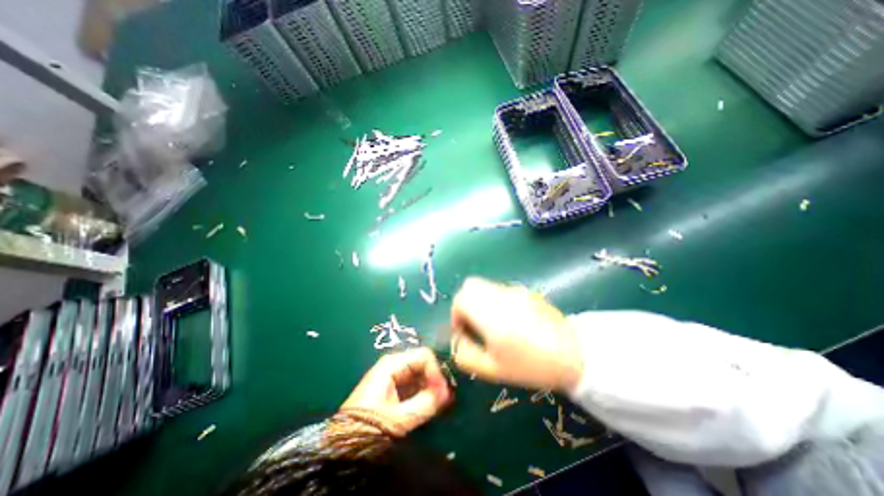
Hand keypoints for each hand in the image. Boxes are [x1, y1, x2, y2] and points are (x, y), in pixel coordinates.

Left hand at [339, 347, 449, 434]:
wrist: (343, 444)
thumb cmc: (368, 426)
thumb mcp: (398, 418)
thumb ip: (425, 403)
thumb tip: (448, 393)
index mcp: (393, 363)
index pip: (424, 356)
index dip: (436, 371)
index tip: (443, 392)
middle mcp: (395, 365)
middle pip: (423, 364)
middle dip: (435, 380)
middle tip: (445, 400)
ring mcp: (395, 377)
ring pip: (421, 375)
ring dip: (432, 388)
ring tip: (441, 405)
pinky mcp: (395, 389)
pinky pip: (415, 386)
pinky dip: (425, 394)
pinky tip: (431, 406)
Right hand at [451, 280, 584, 390]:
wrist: (574, 354)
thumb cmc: (531, 365)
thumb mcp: (493, 369)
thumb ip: (466, 355)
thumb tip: (458, 340)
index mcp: (489, 314)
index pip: (460, 300)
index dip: (456, 315)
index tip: (464, 332)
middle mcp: (499, 295)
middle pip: (470, 286)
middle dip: (465, 303)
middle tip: (474, 323)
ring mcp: (513, 290)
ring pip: (485, 285)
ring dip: (480, 300)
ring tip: (492, 322)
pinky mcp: (525, 290)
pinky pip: (500, 289)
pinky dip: (494, 299)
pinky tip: (510, 319)